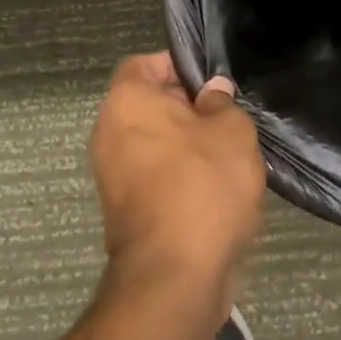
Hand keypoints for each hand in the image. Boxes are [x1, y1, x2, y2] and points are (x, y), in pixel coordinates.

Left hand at [89, 53, 266, 313]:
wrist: (175, 276)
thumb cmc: (204, 184)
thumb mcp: (231, 130)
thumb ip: (221, 103)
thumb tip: (212, 92)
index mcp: (127, 102)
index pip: (145, 64)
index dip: (179, 65)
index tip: (214, 81)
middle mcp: (109, 134)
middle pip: (150, 105)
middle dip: (189, 108)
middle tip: (229, 116)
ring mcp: (112, 176)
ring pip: (155, 142)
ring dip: (188, 145)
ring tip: (229, 152)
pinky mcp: (125, 212)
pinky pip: (156, 176)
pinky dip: (181, 176)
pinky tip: (217, 186)